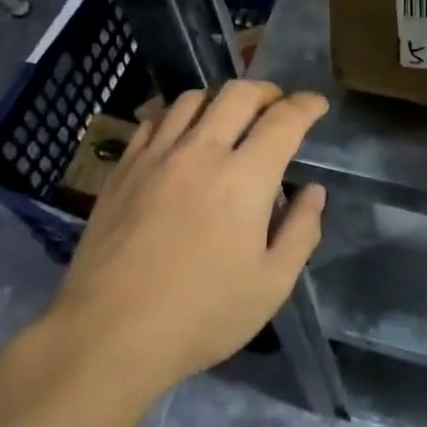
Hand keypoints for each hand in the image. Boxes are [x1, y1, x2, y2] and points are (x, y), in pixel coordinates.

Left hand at [47, 81, 327, 398]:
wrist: (109, 334)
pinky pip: (154, 120)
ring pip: (194, 98)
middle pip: (239, 93)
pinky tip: (181, 136)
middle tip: (277, 108)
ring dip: (221, 101)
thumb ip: (302, 231)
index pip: (284, 120)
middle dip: (267, 92)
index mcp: (245, 178)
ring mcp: (157, 155)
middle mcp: (201, 151)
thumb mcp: (271, 285)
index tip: (317, 105)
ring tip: (229, 120)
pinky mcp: (123, 168)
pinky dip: (177, 116)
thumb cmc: (201, 316)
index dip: (307, 105)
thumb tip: (313, 190)